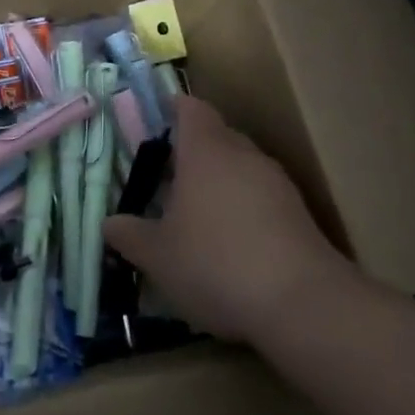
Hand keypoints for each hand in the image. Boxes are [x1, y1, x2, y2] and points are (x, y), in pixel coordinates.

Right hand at [104, 95, 355, 344]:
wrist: (304, 305)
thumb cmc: (215, 264)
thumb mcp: (157, 255)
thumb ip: (129, 234)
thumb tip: (110, 223)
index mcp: (206, 151)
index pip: (191, 109)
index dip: (173, 109)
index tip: (156, 121)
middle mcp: (244, 156)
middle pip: (218, 136)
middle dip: (193, 151)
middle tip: (167, 176)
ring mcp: (278, 184)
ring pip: (242, 168)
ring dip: (220, 182)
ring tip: (196, 214)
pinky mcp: (300, 215)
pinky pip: (262, 198)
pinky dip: (243, 209)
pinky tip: (230, 244)